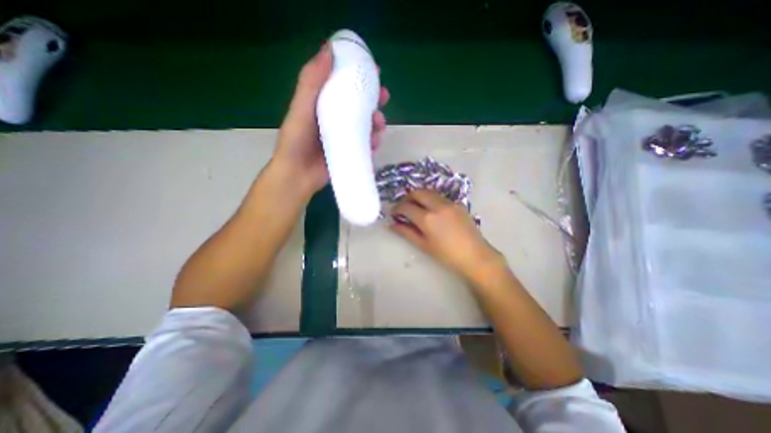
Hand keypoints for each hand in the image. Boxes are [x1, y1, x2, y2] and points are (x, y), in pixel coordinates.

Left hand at [272, 43, 392, 196]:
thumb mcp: (301, 108)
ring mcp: (343, 137)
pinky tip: (375, 142)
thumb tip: (329, 49)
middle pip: (358, 105)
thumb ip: (312, 81)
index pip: (343, 85)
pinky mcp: (349, 152)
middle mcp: (335, 119)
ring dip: (376, 122)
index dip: (359, 76)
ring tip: (379, 125)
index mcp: (322, 105)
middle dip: (373, 100)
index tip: (374, 70)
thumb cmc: (296, 141)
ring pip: (365, 125)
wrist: (298, 175)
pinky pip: (365, 144)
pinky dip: (373, 142)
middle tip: (384, 97)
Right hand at [388, 190, 503, 279]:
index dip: (397, 208)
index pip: (406, 206)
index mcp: (427, 218)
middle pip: (417, 192)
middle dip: (407, 197)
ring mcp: (449, 203)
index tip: (394, 213)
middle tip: (404, 207)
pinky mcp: (458, 203)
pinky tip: (432, 211)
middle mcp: (438, 206)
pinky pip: (440, 197)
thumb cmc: (447, 255)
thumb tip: (392, 225)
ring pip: (429, 192)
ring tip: (416, 207)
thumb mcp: (423, 245)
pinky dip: (431, 199)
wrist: (475, 256)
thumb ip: (406, 232)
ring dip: (419, 197)